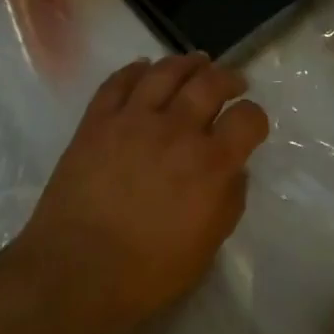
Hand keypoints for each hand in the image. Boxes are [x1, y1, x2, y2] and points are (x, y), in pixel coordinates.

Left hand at [18, 55, 269, 325]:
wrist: (77, 270)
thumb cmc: (149, 271)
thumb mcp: (208, 244)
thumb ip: (229, 199)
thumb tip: (233, 169)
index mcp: (211, 163)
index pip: (248, 118)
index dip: (255, 117)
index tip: (250, 124)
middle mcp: (176, 130)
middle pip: (210, 83)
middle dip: (228, 78)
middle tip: (232, 82)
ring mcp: (132, 120)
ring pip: (165, 71)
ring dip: (186, 62)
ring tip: (195, 63)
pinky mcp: (96, 122)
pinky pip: (118, 82)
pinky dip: (135, 69)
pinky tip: (144, 68)